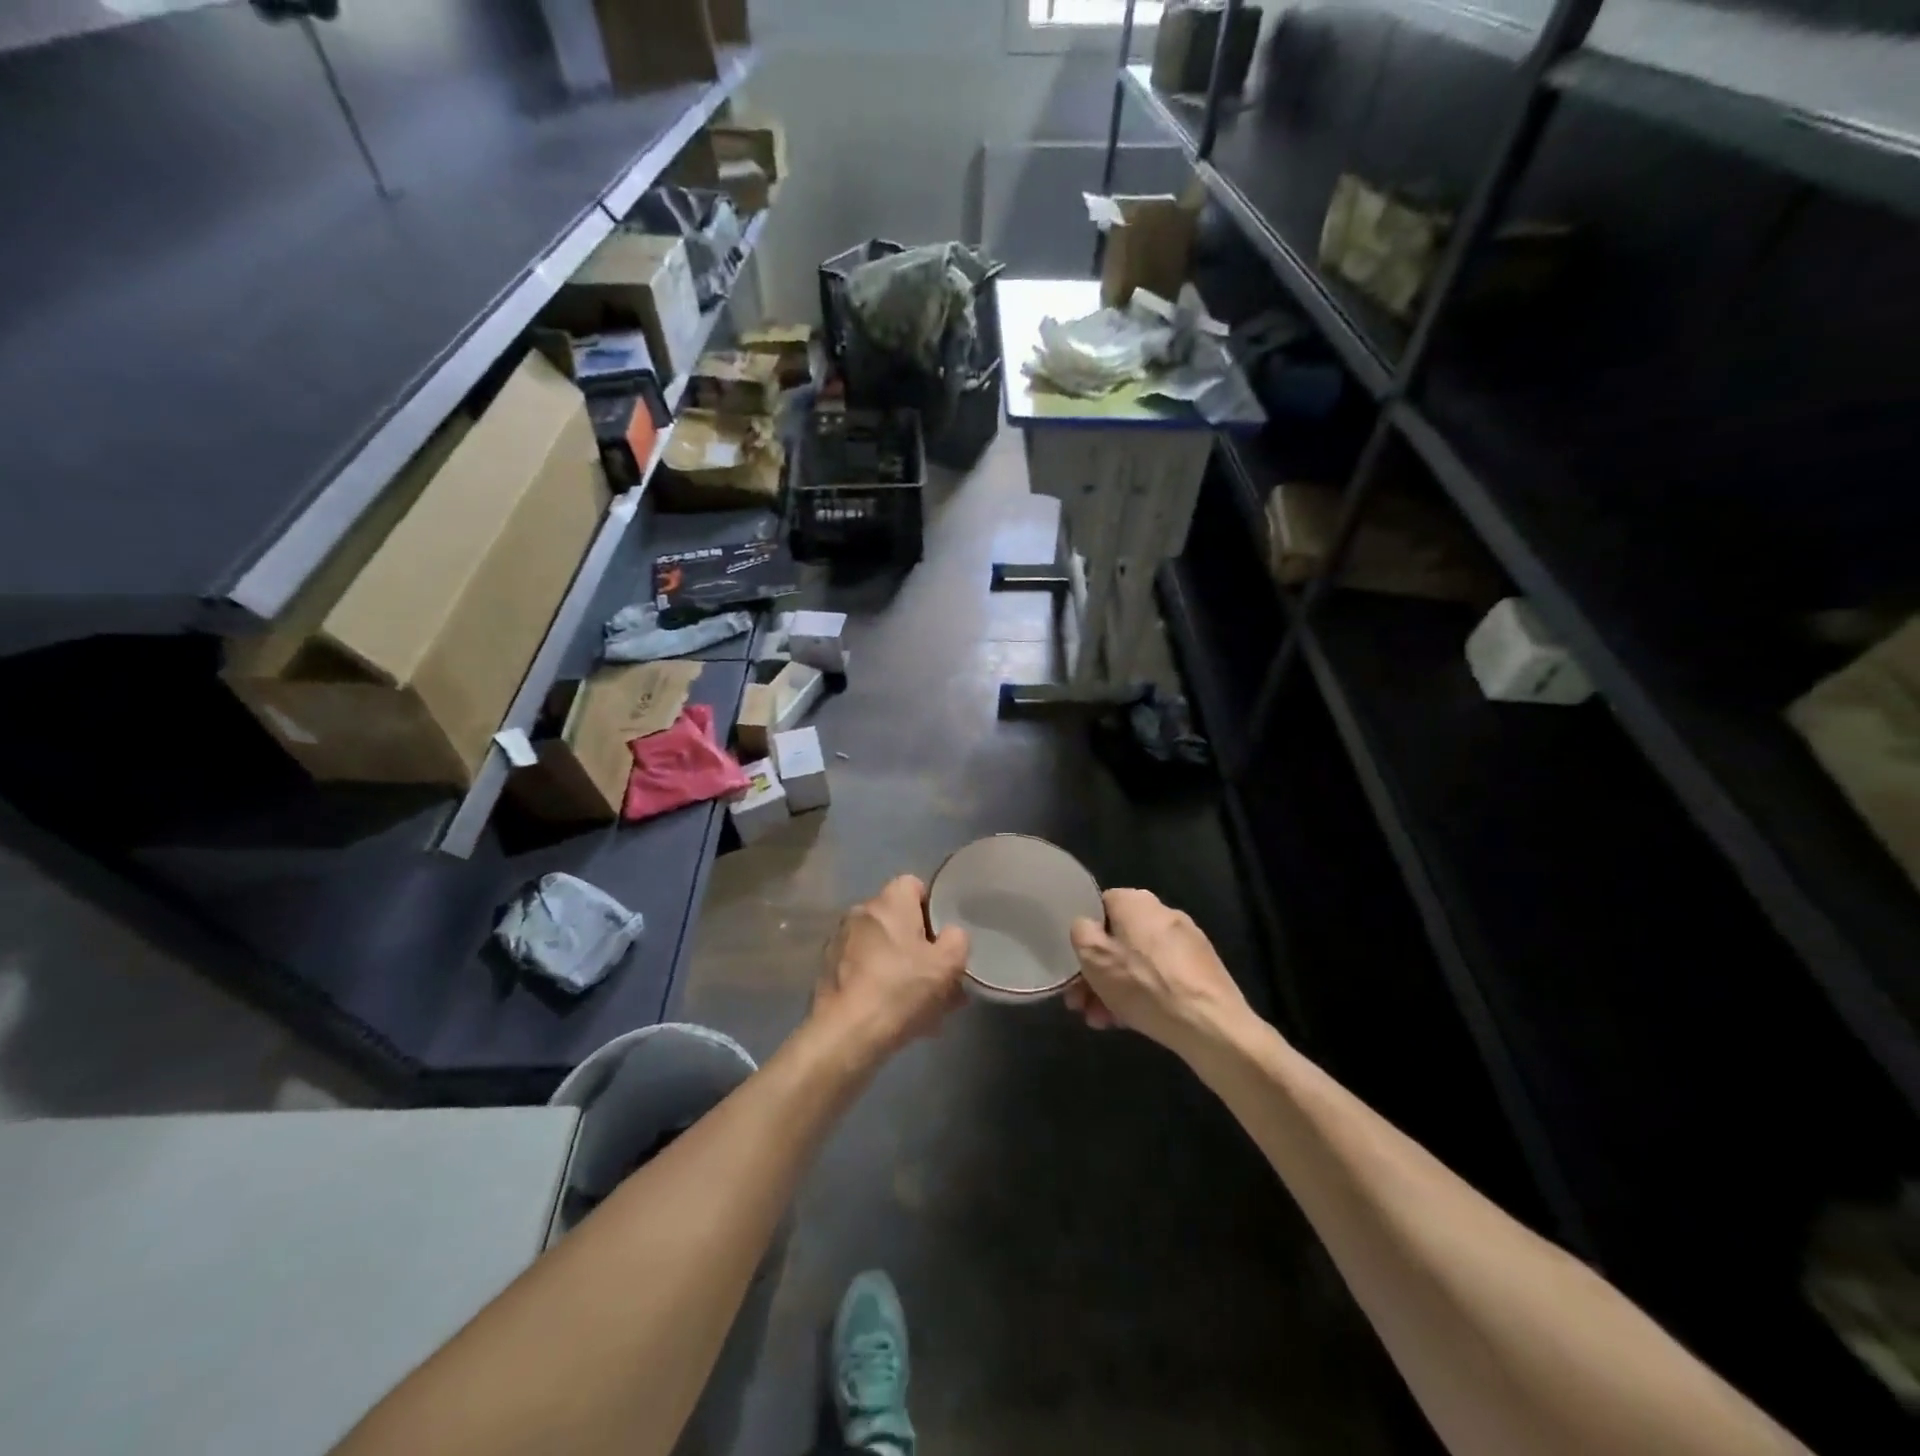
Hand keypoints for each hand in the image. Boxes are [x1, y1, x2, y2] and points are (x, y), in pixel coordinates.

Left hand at [812, 875, 969, 1059]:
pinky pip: (865, 971)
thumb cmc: (901, 989)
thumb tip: (950, 935)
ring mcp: (840, 943)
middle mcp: (860, 913)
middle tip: (938, 976)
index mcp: (888, 902)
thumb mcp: (948, 964)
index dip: (932, 908)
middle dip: (918, 944)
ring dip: (901, 968)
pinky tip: (896, 1015)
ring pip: (882, 949)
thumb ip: (957, 940)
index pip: (914, 885)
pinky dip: (881, 985)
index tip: (943, 936)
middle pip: (898, 920)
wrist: (847, 1034)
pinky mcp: (828, 973)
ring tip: (922, 1004)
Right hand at [1066, 889, 1251, 1057]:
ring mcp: (1186, 942)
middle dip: (1097, 973)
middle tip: (1082, 1004)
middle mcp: (1163, 913)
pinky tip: (1130, 1022)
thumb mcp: (1094, 957)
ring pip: (1138, 962)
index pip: (1099, 907)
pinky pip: (1161, 976)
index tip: (1075, 965)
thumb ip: (1080, 932)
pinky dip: (1143, 994)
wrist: (1210, 1025)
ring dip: (1116, 989)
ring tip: (1103, 1021)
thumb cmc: (1144, 985)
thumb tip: (1087, 926)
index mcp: (1136, 901)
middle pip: (1118, 940)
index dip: (1084, 936)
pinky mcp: (1202, 969)